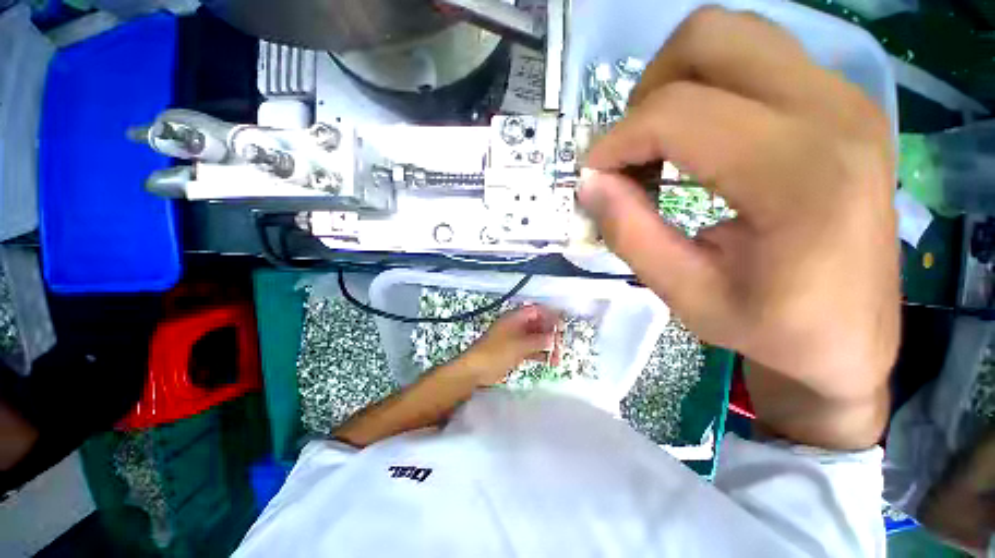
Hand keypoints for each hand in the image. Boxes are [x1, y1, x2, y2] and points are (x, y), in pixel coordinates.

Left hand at [459, 305, 561, 385]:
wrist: (476, 370)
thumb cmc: (496, 353)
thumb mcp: (519, 345)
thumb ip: (538, 340)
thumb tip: (554, 338)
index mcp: (515, 318)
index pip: (536, 310)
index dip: (550, 315)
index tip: (561, 325)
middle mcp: (516, 326)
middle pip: (538, 324)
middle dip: (550, 333)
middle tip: (561, 344)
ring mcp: (515, 339)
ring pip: (536, 338)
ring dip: (547, 345)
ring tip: (558, 357)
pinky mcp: (514, 352)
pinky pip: (531, 349)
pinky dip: (540, 354)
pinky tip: (550, 362)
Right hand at [576, 8, 898, 446]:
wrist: (851, 337)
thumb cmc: (773, 328)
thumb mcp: (685, 293)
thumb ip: (629, 233)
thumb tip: (589, 183)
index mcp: (800, 173)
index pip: (677, 113)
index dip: (616, 142)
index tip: (593, 177)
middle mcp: (832, 111)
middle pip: (709, 38)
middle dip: (647, 93)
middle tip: (633, 153)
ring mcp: (843, 98)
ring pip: (732, 36)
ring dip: (675, 86)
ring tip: (660, 147)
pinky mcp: (840, 102)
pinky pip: (756, 58)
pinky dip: (707, 90)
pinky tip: (698, 143)